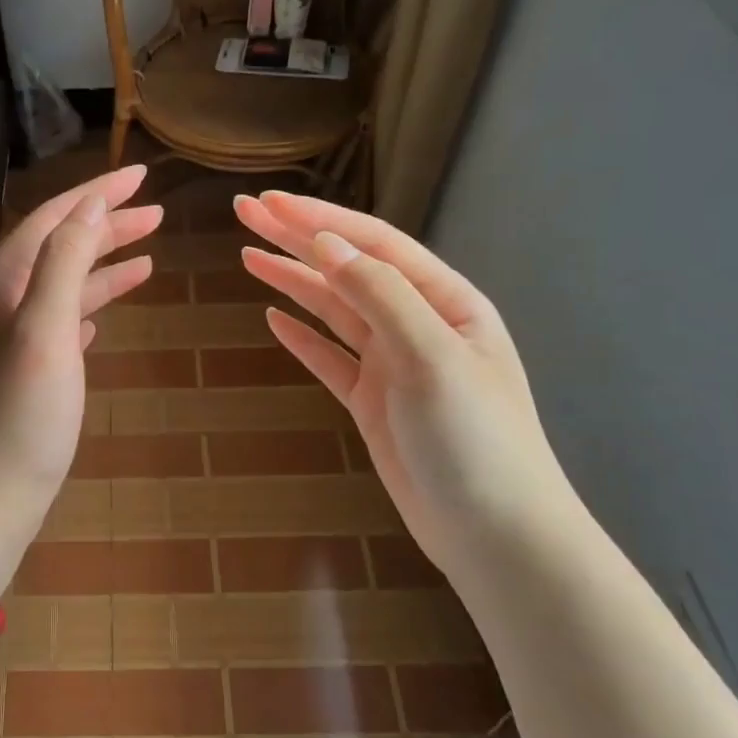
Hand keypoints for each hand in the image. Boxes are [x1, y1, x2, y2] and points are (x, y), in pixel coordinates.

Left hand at [0, 165, 160, 582]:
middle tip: (158, 213)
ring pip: (63, 286)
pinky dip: (88, 308)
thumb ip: (65, 262)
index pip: (53, 219)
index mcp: (0, 283)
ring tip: (149, 256)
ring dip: (103, 266)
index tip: (143, 176)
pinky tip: (106, 315)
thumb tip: (89, 205)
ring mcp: (8, 339)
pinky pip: (60, 322)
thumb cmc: (20, 414)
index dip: (98, 194)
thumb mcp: (44, 329)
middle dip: (106, 226)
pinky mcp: (23, 372)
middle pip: (59, 247)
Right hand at [235, 191, 582, 565]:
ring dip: (291, 281)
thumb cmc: (475, 438)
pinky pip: (329, 358)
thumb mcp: (431, 355)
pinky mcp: (372, 402)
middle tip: (244, 212)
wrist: (493, 534)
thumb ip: (379, 295)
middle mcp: (416, 323)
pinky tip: (273, 319)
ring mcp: (392, 364)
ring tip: (247, 256)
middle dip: (296, 238)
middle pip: (346, 269)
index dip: (318, 219)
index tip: (267, 203)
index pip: (372, 244)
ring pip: (333, 310)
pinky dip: (301, 337)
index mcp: (444, 301)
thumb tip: (326, 243)